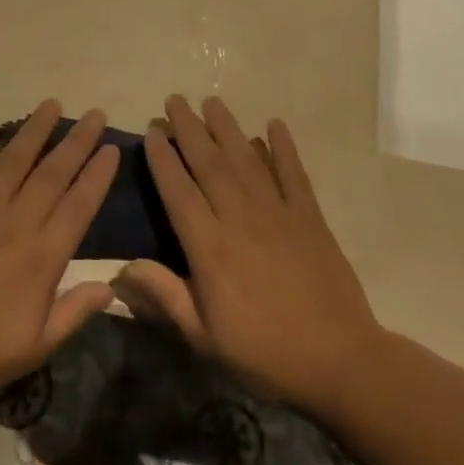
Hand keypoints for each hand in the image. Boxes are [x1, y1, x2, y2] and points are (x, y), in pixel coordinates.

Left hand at [0, 101, 119, 399]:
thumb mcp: (33, 347)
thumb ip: (73, 313)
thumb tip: (111, 286)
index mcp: (41, 256)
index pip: (79, 206)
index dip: (97, 176)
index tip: (111, 149)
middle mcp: (15, 222)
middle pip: (53, 173)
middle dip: (76, 142)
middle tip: (94, 114)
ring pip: (13, 159)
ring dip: (34, 130)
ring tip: (51, 104)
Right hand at [115, 96, 377, 414]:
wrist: (341, 364)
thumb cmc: (265, 354)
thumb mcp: (205, 338)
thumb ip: (165, 297)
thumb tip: (122, 267)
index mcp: (211, 248)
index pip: (179, 191)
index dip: (163, 158)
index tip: (153, 131)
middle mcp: (241, 219)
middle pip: (210, 164)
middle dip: (190, 129)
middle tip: (175, 100)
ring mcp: (279, 214)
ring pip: (247, 160)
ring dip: (227, 128)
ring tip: (212, 102)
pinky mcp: (310, 218)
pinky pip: (294, 174)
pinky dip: (284, 148)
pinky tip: (274, 125)